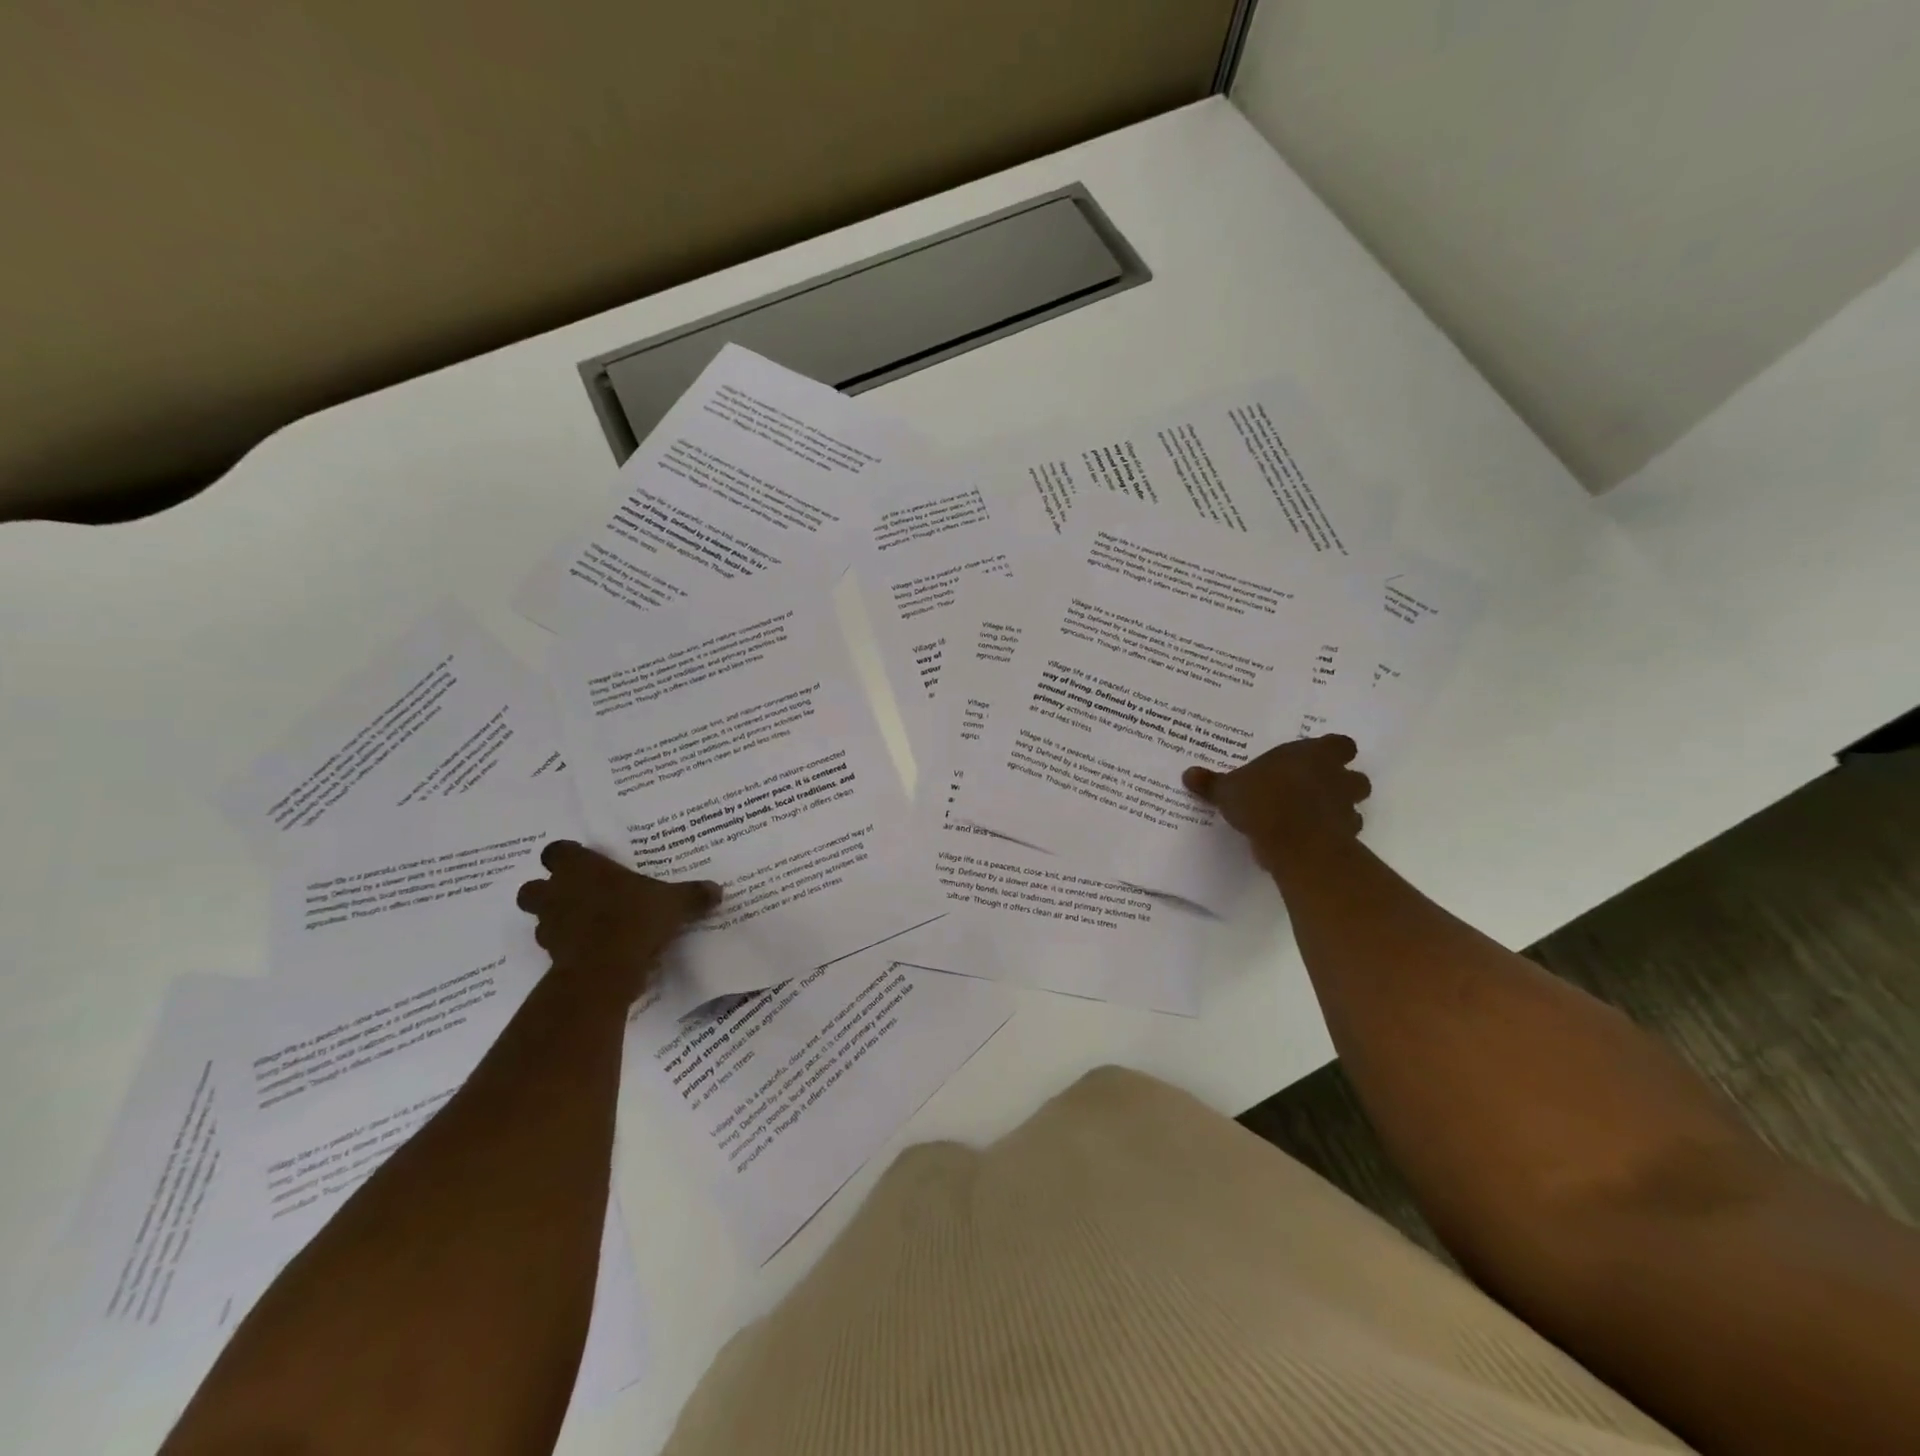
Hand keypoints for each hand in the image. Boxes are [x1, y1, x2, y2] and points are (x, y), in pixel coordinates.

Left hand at [515, 842, 720, 1001]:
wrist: (606, 969)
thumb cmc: (636, 919)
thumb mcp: (674, 903)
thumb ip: (692, 895)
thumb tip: (716, 890)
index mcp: (581, 869)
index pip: (557, 851)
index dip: (567, 857)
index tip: (586, 864)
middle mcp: (558, 893)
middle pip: (532, 888)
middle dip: (548, 892)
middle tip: (577, 896)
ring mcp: (550, 927)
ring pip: (539, 919)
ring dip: (557, 921)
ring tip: (587, 927)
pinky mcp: (551, 958)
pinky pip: (555, 948)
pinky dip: (569, 948)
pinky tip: (593, 951)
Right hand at [1183, 735, 1371, 873]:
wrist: (1294, 839)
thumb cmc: (1262, 800)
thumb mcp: (1228, 789)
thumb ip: (1212, 783)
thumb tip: (1188, 774)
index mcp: (1312, 754)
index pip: (1340, 744)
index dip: (1332, 752)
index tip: (1317, 760)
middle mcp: (1336, 777)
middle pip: (1355, 776)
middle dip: (1341, 783)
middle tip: (1316, 791)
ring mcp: (1345, 807)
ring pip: (1354, 805)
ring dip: (1340, 811)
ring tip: (1313, 819)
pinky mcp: (1347, 836)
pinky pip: (1345, 833)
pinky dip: (1333, 836)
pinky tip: (1311, 841)